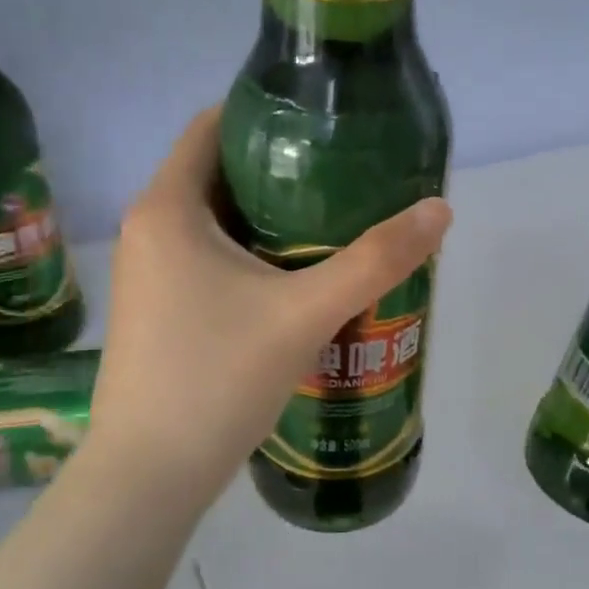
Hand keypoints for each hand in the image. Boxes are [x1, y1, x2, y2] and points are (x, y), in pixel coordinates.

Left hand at [85, 107, 452, 517]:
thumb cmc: (218, 377)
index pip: (214, 126)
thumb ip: (375, 260)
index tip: (326, 125)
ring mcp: (148, 273)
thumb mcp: (306, 313)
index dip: (268, 114)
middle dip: (282, 171)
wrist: (149, 474)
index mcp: (168, 206)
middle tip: (346, 177)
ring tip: (334, 223)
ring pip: (216, 222)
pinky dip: (251, 256)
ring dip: (270, 219)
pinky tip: (297, 279)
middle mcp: (149, 229)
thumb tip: (440, 210)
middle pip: (220, 174)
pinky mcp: (157, 310)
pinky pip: (208, 259)